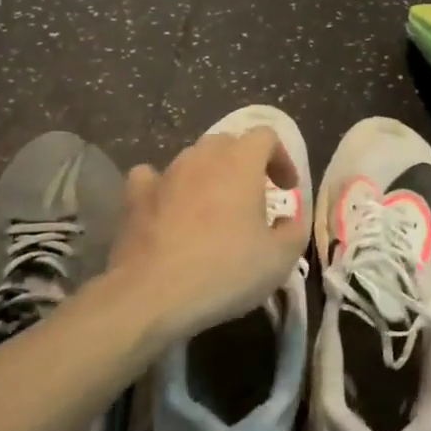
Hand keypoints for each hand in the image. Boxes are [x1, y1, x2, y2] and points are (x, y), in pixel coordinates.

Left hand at [108, 127, 309, 344]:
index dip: (281, 158)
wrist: (153, 295)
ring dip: (209, 175)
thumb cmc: (225, 270)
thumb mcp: (280, 259)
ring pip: (192, 159)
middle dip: (245, 164)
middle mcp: (202, 157)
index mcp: (241, 162)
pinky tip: (169, 207)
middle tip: (253, 198)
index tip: (286, 189)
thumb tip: (288, 221)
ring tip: (214, 209)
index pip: (265, 136)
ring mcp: (165, 174)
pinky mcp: (136, 197)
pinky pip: (152, 177)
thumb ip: (294, 231)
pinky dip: (165, 187)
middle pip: (228, 143)